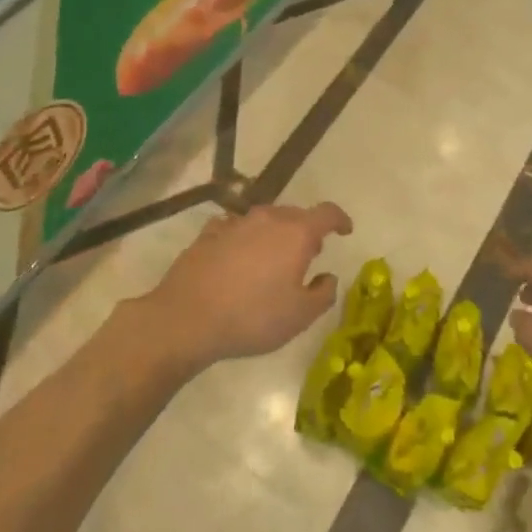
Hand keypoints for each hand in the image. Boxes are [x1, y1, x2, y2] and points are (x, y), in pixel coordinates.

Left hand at [140, 201, 352, 368]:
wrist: (186, 318)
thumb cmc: (252, 317)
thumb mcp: (299, 316)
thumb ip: (323, 294)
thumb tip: (328, 277)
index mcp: (296, 233)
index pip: (327, 213)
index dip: (340, 219)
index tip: (345, 230)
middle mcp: (267, 219)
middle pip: (295, 215)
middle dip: (307, 230)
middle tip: (310, 253)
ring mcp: (234, 223)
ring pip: (264, 220)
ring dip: (275, 233)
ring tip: (274, 257)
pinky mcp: (207, 235)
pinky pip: (235, 228)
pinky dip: (244, 238)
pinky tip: (238, 256)